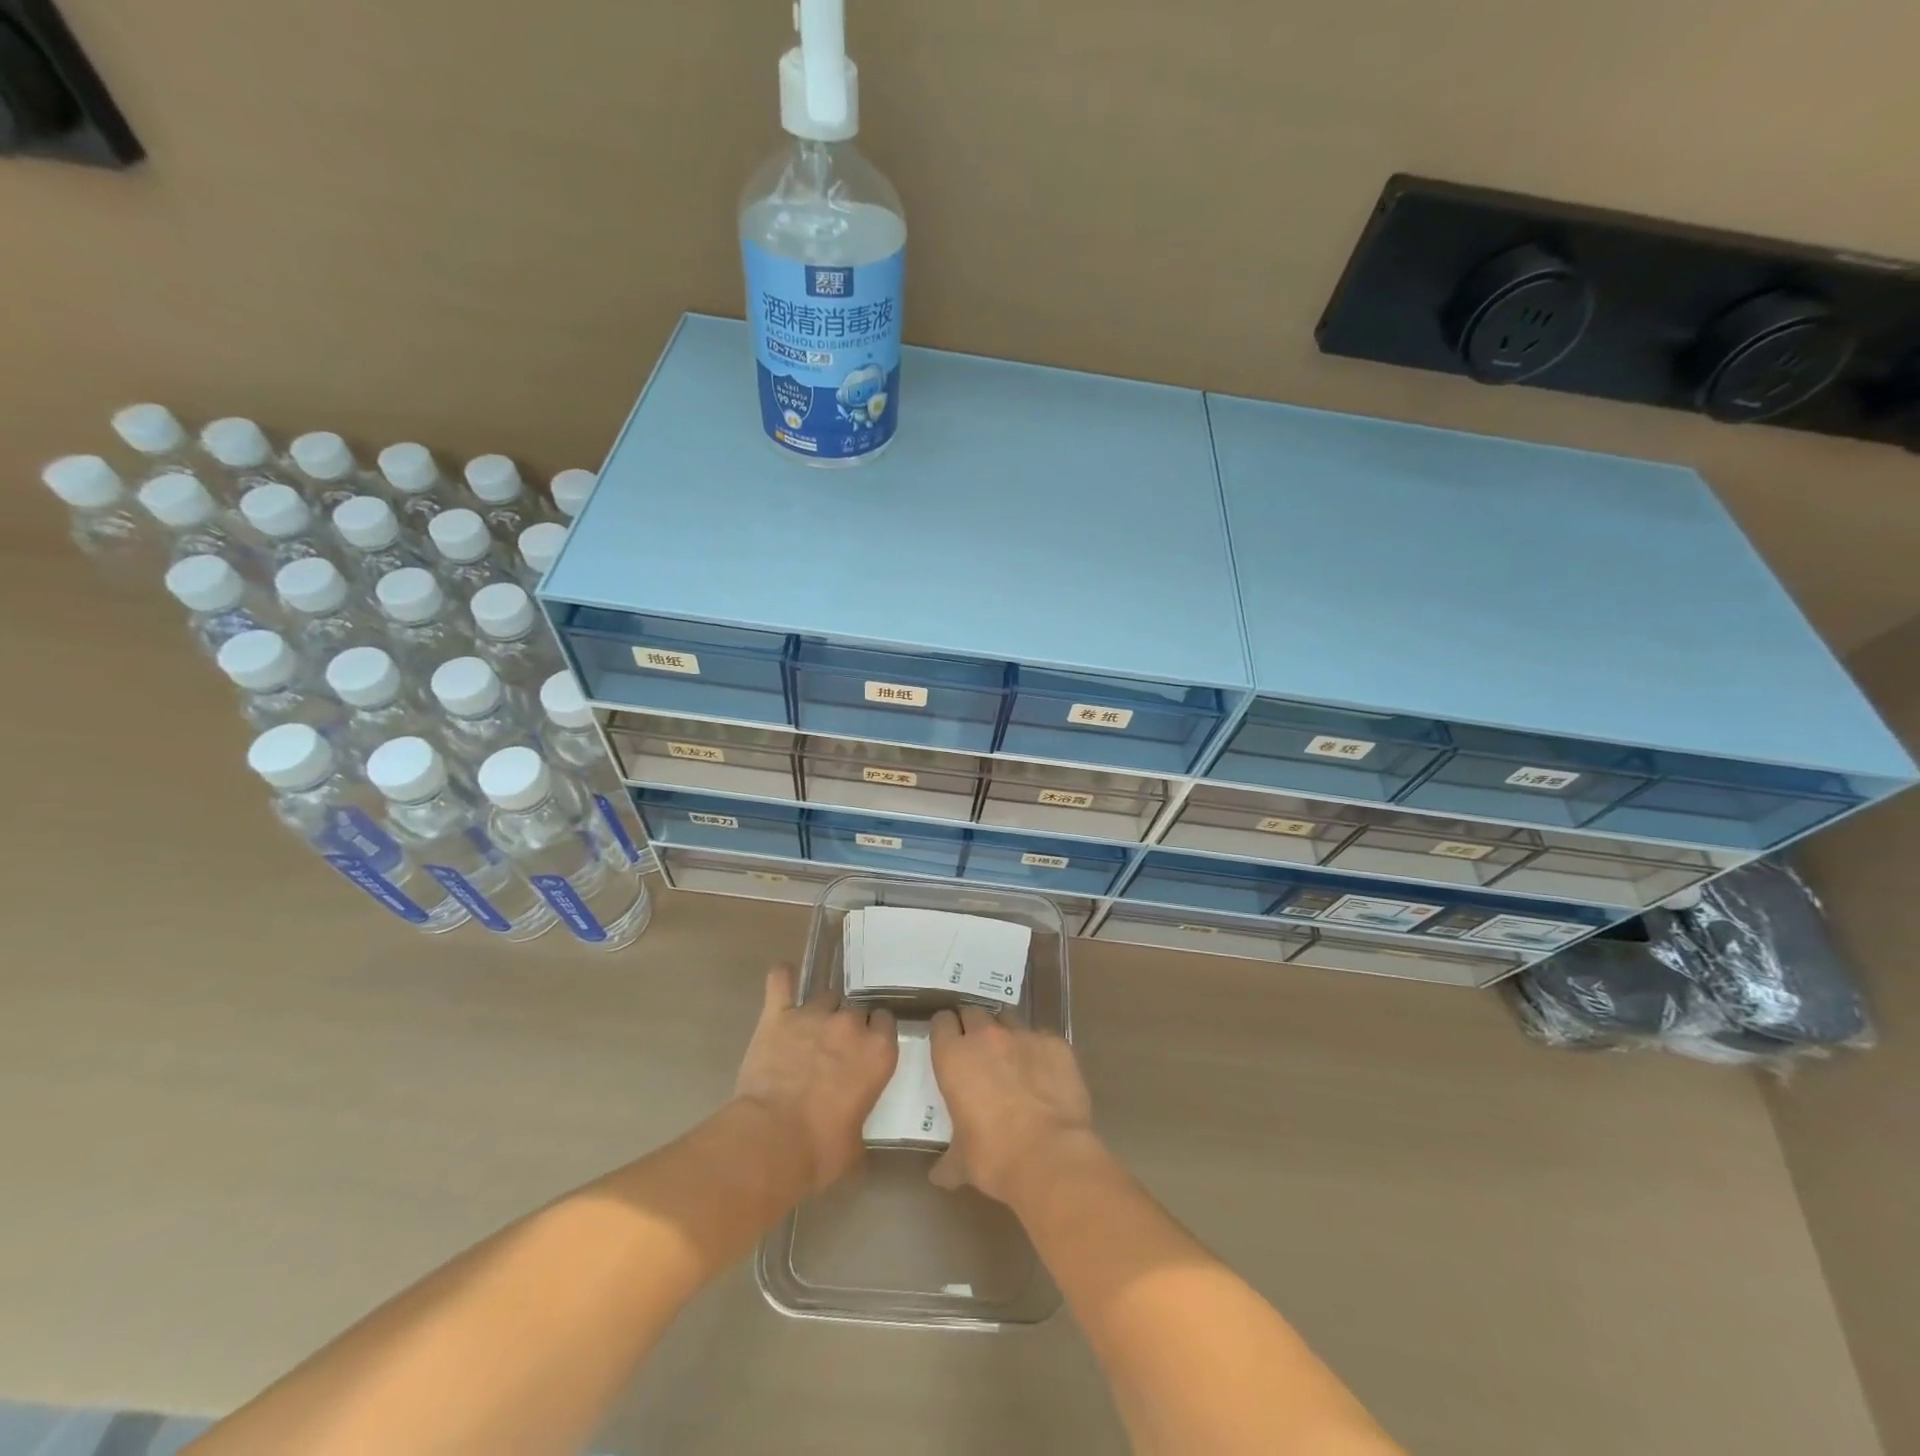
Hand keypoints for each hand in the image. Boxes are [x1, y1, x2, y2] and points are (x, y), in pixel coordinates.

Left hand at [733, 964, 897, 1194]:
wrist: (772, 1141)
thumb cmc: (820, 1150)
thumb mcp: (856, 1144)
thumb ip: (861, 1118)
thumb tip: (853, 1129)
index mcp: (879, 1052)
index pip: (886, 1023)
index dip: (875, 1035)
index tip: (866, 1050)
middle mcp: (851, 1025)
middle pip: (855, 1010)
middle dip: (847, 1027)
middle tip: (834, 1050)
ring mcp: (813, 1015)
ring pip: (825, 996)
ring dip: (820, 1011)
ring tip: (808, 1031)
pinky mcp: (778, 1015)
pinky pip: (781, 981)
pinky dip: (782, 978)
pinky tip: (783, 977)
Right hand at [928, 1005, 1098, 1206]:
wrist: (1051, 1157)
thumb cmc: (994, 1157)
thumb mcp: (961, 1162)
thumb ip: (948, 1161)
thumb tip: (939, 1175)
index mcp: (954, 1057)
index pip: (941, 1022)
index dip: (945, 1031)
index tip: (948, 1044)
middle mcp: (986, 1036)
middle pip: (974, 1012)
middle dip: (974, 1027)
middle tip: (979, 1053)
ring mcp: (1024, 1035)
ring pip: (1009, 1019)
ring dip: (1007, 1035)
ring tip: (1014, 1061)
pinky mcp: (1056, 1043)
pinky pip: (1043, 1038)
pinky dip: (1041, 1052)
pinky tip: (1047, 1076)